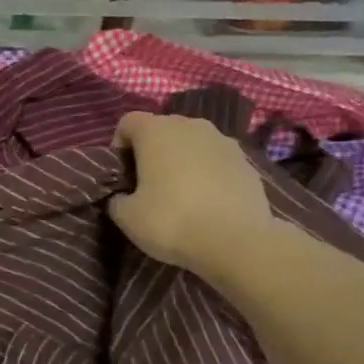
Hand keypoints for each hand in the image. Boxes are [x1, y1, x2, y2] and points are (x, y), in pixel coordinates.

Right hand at [108, 112, 274, 277]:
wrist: (237, 242)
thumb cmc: (172, 221)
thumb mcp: (127, 218)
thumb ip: (117, 200)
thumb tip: (122, 197)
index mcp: (156, 132)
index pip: (128, 121)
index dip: (119, 145)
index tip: (122, 173)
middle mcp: (190, 126)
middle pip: (162, 129)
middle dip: (152, 151)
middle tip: (147, 184)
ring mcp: (223, 141)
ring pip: (192, 143)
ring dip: (182, 160)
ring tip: (180, 193)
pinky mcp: (246, 161)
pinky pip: (216, 160)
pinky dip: (207, 173)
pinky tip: (207, 202)